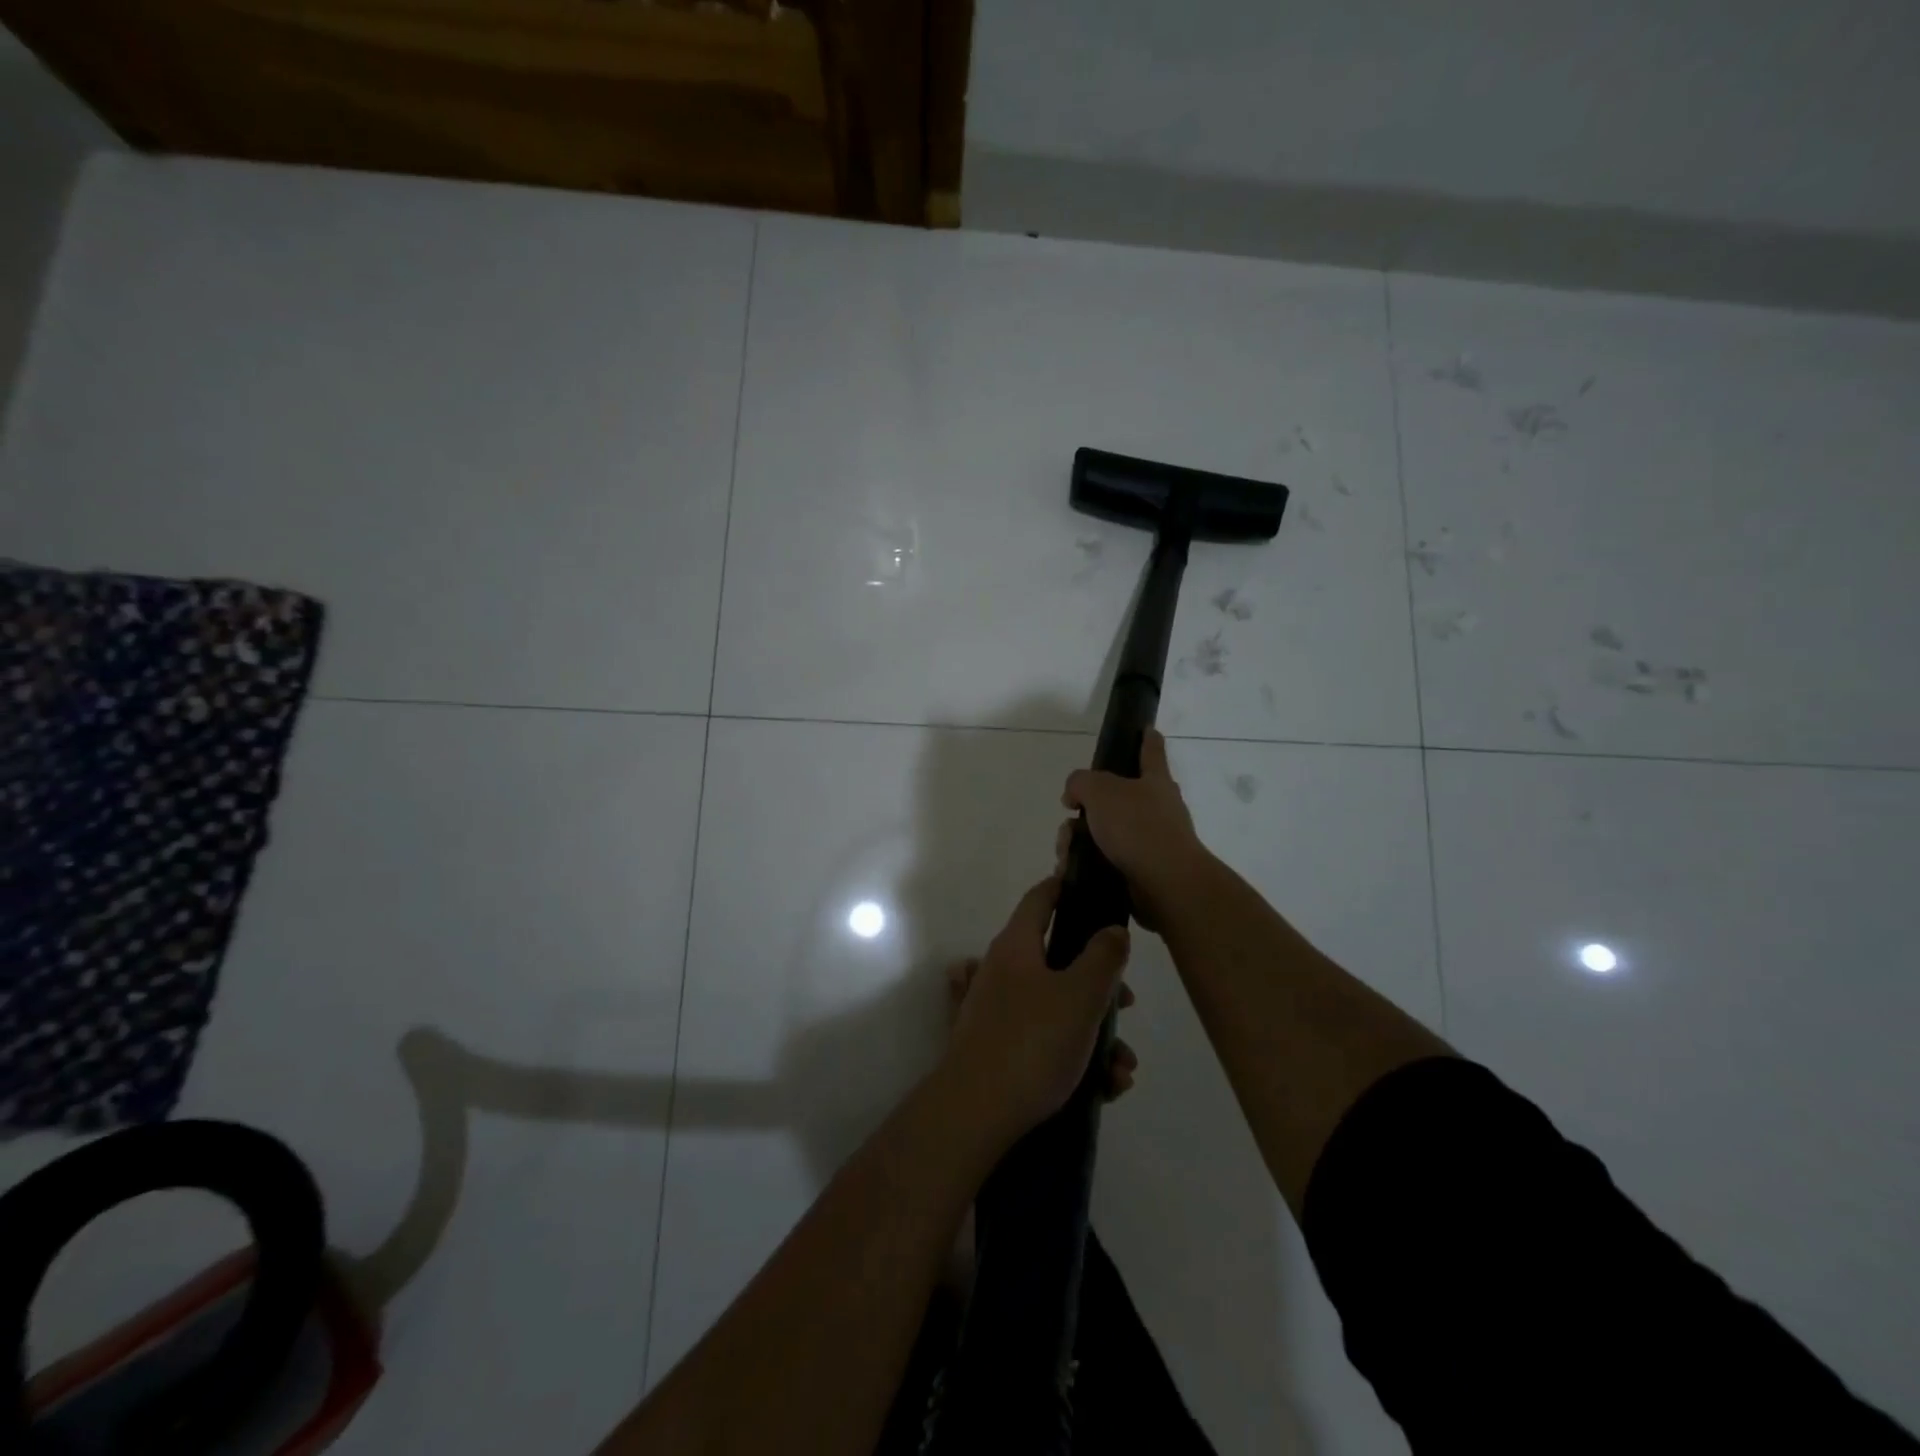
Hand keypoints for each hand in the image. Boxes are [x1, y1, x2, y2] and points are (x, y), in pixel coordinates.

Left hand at [942, 875, 1131, 1142]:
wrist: (975, 1114)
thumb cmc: (1032, 1042)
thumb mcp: (1080, 996)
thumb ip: (1103, 958)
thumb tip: (1112, 929)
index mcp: (1016, 946)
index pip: (1041, 899)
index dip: (1066, 887)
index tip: (1093, 888)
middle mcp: (1003, 971)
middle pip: (1058, 960)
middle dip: (1100, 983)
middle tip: (1127, 1005)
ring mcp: (998, 1011)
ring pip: (1058, 1007)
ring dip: (1096, 1033)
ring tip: (1122, 1070)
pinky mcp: (999, 1049)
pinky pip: (1046, 1040)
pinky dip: (1076, 1057)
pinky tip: (1104, 1088)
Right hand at [1059, 729, 1210, 930]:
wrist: (1166, 884)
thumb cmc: (1138, 827)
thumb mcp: (1100, 791)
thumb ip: (1080, 783)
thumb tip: (1074, 796)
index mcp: (1155, 781)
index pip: (1150, 750)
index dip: (1146, 737)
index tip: (1146, 728)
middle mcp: (1157, 808)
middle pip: (1115, 797)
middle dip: (1086, 806)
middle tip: (1070, 815)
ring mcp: (1151, 840)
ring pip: (1105, 831)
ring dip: (1079, 839)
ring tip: (1067, 852)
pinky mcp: (1142, 870)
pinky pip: (1106, 859)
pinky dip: (1087, 862)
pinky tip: (1072, 869)